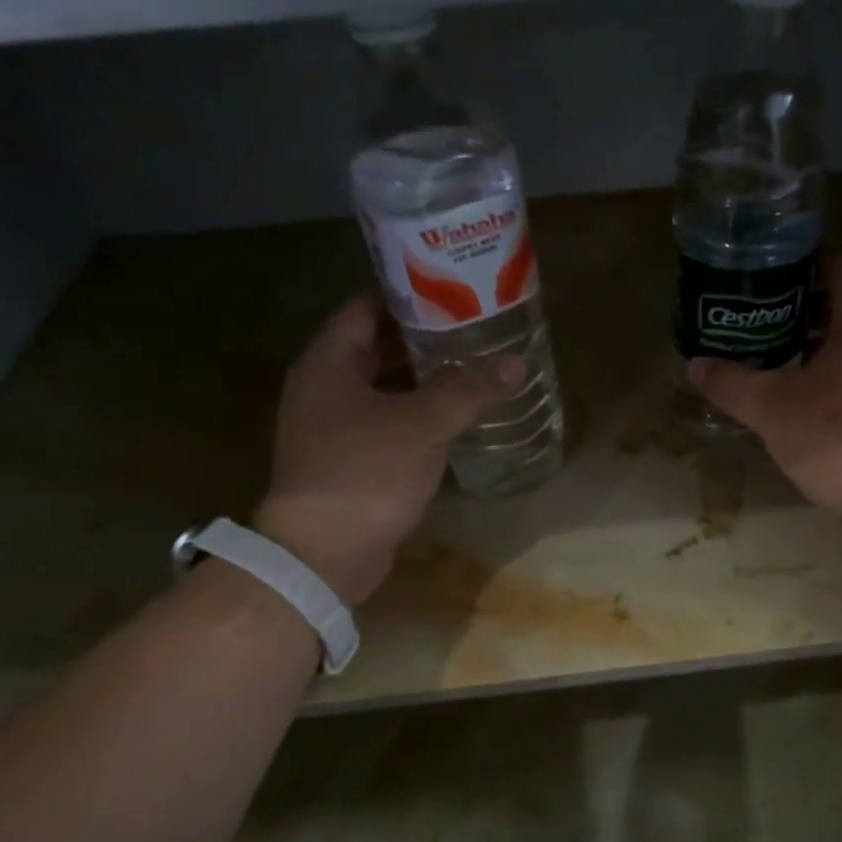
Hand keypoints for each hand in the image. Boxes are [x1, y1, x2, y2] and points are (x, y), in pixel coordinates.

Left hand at [254, 295, 525, 604]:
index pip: (368, 306)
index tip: (454, 286)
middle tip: (479, 326)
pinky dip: (422, 415)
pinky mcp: (353, 461)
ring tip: (478, 365)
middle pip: (380, 347)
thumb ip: (469, 390)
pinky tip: (460, 415)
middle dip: (428, 337)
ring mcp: (337, 427)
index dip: (409, 292)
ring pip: (389, 388)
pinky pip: (392, 423)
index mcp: (329, 363)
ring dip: (428, 379)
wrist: (323, 555)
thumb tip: (517, 362)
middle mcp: (327, 388)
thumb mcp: (421, 425)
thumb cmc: (364, 474)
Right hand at [688, 251, 841, 527]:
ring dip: (810, 347)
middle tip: (757, 318)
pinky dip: (824, 379)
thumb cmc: (835, 435)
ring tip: (768, 360)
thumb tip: (695, 365)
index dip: (811, 260)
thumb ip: (731, 383)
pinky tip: (794, 402)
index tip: (772, 272)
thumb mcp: (771, 408)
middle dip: (800, 308)